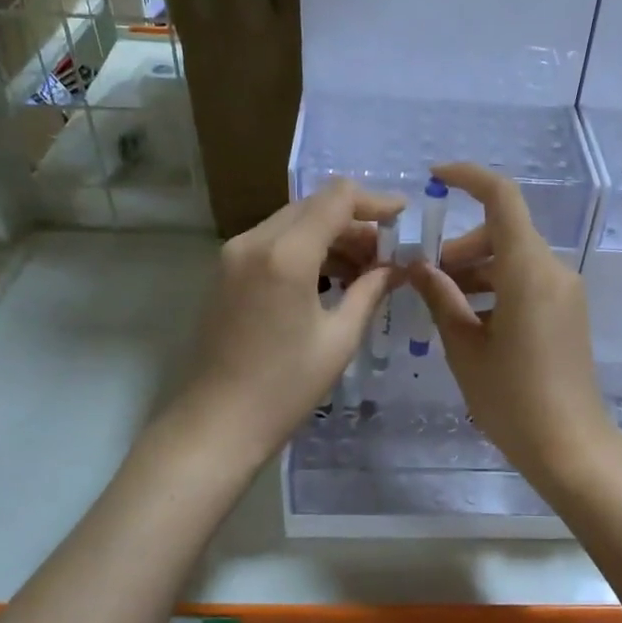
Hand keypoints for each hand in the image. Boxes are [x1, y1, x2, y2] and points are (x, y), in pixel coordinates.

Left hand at [176, 178, 403, 457]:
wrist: (217, 424)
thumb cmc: (284, 388)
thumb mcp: (339, 339)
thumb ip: (370, 291)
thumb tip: (397, 267)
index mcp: (286, 254)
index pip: (337, 199)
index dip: (375, 201)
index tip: (404, 216)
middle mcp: (254, 241)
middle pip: (314, 206)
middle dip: (356, 222)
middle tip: (388, 253)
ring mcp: (234, 255)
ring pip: (294, 222)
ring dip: (331, 236)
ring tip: (365, 270)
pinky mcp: (227, 272)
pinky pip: (275, 242)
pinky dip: (307, 249)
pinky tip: (331, 279)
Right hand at [407, 161, 619, 492]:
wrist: (570, 445)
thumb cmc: (511, 399)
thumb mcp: (465, 348)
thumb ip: (440, 298)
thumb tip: (418, 266)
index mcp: (528, 271)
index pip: (502, 198)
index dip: (469, 177)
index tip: (435, 177)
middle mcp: (553, 270)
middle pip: (503, 232)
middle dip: (460, 246)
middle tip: (424, 277)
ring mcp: (565, 291)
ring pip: (513, 258)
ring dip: (475, 269)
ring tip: (441, 303)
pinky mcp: (567, 311)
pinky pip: (527, 280)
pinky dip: (495, 286)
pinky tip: (470, 319)